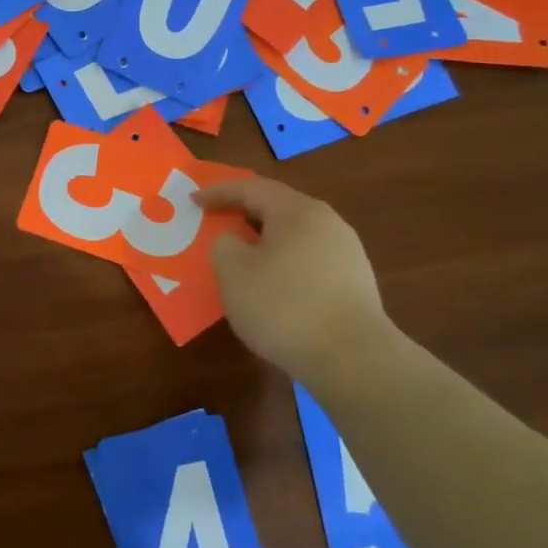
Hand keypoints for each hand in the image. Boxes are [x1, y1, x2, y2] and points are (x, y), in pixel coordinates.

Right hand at [193, 176, 390, 378]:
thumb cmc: (284, 306)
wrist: (352, 359)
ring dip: (264, 241)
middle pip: (278, 208)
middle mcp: (328, 223)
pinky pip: (308, 260)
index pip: (252, 188)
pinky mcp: (354, 283)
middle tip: (216, 223)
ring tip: (241, 257)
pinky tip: (272, 286)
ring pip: (294, 235)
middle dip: (243, 214)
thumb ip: (224, 244)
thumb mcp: (233, 272)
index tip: (193, 201)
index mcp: (298, 212)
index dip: (218, 192)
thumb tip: (235, 241)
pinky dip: (283, 263)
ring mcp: (347, 253)